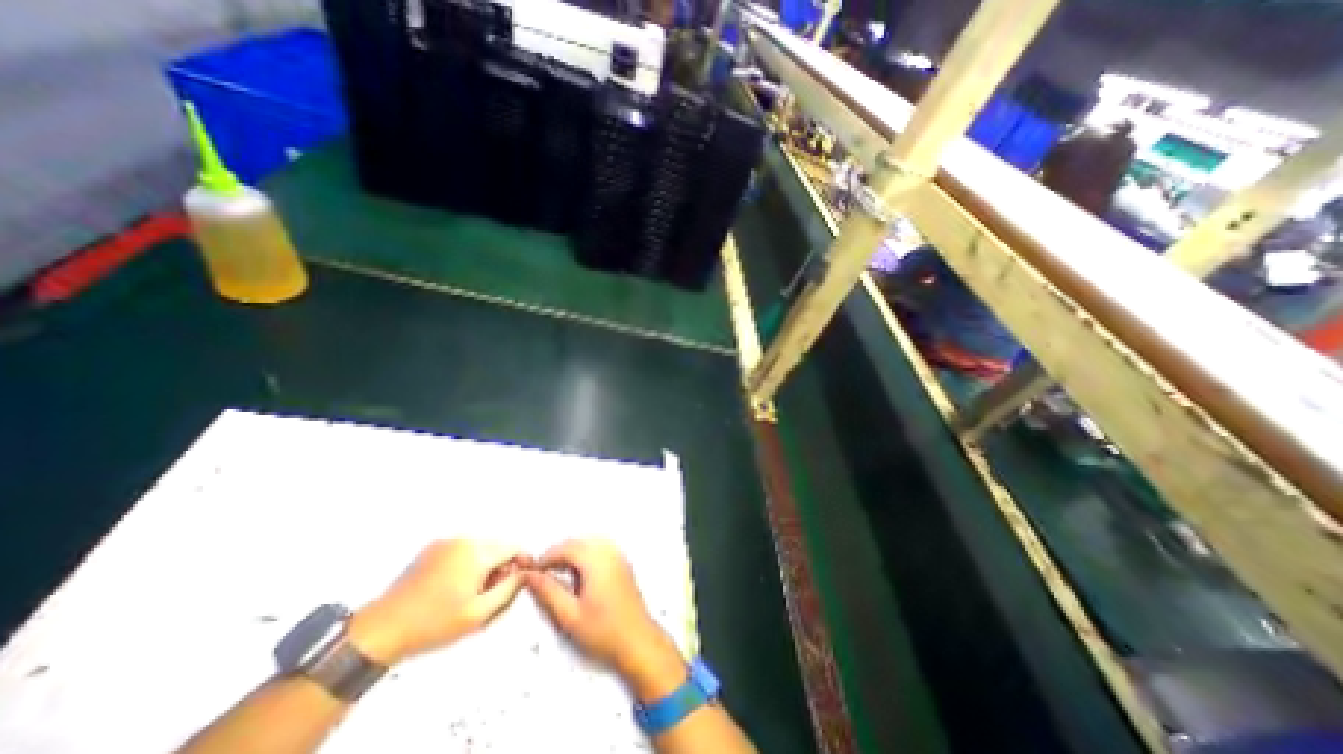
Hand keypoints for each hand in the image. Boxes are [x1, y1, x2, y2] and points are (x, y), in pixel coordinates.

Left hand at [349, 538, 525, 661]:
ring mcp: (446, 542)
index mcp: (477, 553)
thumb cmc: (433, 624)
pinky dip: (465, 563)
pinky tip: (453, 587)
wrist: (380, 631)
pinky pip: (461, 550)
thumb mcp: (479, 614)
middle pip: (497, 547)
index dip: (521, 563)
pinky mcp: (431, 548)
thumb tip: (525, 574)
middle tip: (491, 594)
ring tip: (470, 593)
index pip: (513, 548)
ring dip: (483, 565)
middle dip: (500, 566)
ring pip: (479, 548)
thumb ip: (509, 590)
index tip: (519, 581)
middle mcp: (464, 540)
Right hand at [514, 537, 678, 701]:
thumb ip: (548, 591)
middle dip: (558, 555)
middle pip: (578, 543)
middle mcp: (608, 551)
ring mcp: (618, 555)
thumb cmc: (603, 630)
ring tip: (558, 576)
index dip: (547, 557)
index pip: (566, 547)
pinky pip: (599, 550)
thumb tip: (529, 576)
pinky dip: (585, 557)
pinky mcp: (623, 563)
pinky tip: (579, 577)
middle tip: (542, 575)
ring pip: (588, 545)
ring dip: (572, 555)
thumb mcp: (569, 615)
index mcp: (596, 560)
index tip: (532, 572)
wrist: (638, 641)